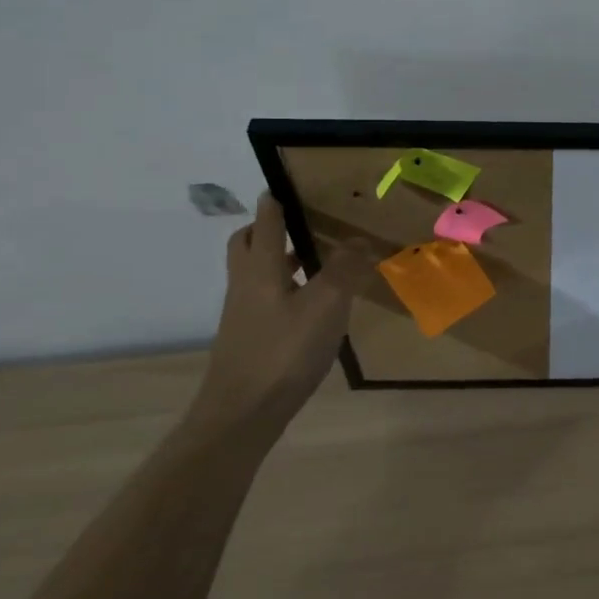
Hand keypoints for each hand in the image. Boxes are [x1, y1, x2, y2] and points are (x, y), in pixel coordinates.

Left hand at [190, 193, 371, 442]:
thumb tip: (358, 238)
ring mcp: (242, 314)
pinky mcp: (247, 339)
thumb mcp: (326, 306)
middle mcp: (245, 285)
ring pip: (254, 273)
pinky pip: (262, 299)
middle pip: (246, 245)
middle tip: (296, 223)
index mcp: (260, 268)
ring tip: (311, 261)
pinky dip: (282, 289)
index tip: (285, 184)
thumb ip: (343, 269)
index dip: (275, 201)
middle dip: (265, 228)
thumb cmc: (284, 352)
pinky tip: (308, 306)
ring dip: (276, 260)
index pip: (265, 222)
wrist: (241, 414)